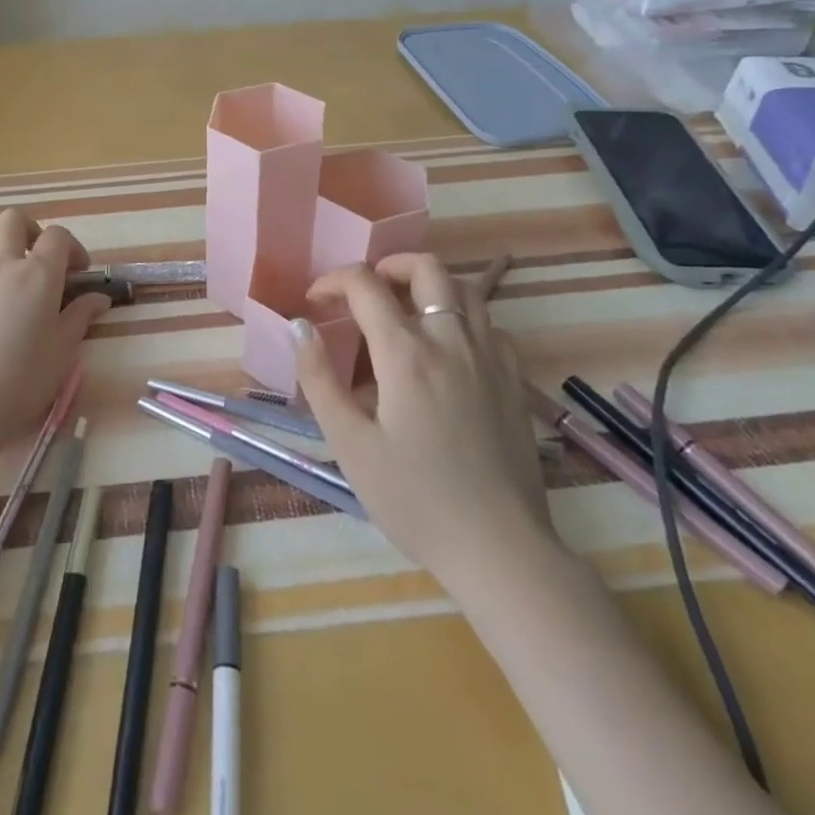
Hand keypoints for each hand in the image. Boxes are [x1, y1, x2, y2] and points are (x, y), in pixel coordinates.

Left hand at [0, 208, 111, 464]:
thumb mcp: (64, 349)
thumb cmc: (24, 379)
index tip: (78, 272)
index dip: (72, 247)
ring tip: (5, 266)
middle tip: (40, 258)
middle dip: (31, 230)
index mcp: (38, 274)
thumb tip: (100, 298)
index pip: (58, 236)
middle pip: (12, 220)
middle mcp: (2, 266)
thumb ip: (81, 316)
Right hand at [294, 253, 552, 591]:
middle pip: (426, 267)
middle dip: (389, 265)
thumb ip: (319, 378)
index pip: (365, 285)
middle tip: (366, 291)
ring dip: (428, 286)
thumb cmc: (414, 499)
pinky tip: (447, 349)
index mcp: (406, 354)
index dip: (333, 281)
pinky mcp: (514, 381)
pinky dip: (462, 317)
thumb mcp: (349, 444)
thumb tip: (300, 326)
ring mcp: (490, 358)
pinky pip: (490, 324)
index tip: (315, 302)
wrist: (500, 549)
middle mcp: (451, 341)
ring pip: (464, 289)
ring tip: (403, 312)